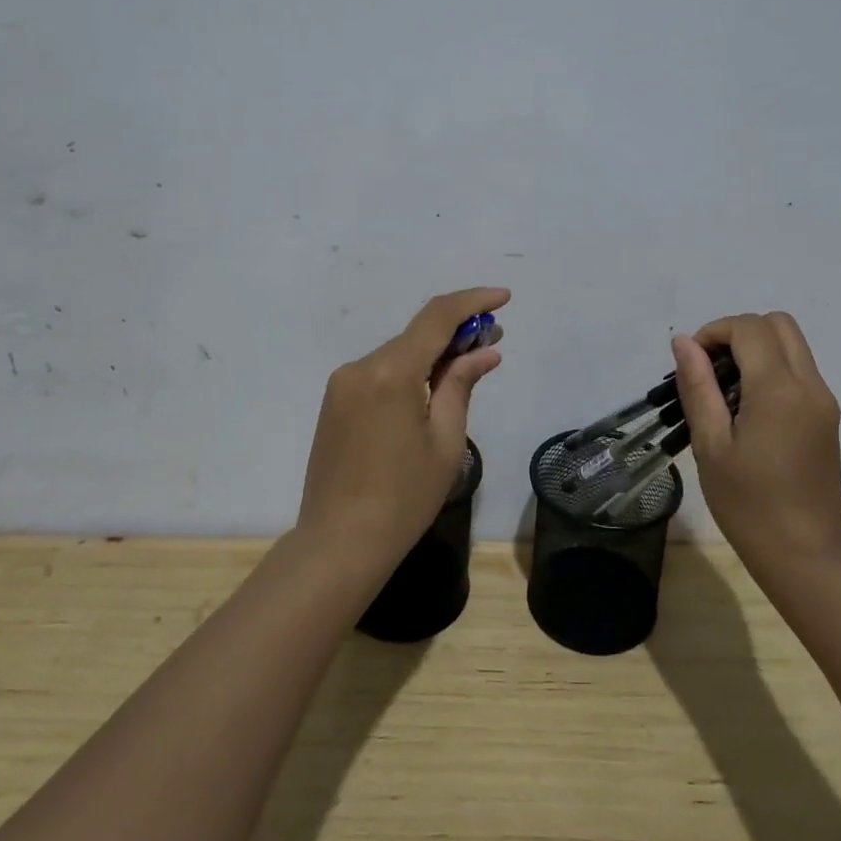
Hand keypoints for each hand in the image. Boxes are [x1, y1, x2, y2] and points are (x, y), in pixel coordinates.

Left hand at [297, 287, 508, 572]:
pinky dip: (411, 369)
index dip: (473, 301)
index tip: (504, 297)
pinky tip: (434, 385)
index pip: (437, 317)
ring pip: (399, 353)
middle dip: (457, 330)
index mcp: (391, 373)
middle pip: (417, 334)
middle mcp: (361, 367)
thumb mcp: (445, 441)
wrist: (338, 543)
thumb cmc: (403, 498)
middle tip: (494, 336)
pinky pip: (381, 372)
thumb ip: (461, 385)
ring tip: (470, 361)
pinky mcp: (336, 401)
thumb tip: (484, 351)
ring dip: (434, 351)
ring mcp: (343, 383)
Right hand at [672, 312, 840, 565]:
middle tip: (710, 368)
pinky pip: (799, 370)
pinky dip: (771, 369)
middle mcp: (810, 386)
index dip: (714, 331)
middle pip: (778, 324)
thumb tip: (684, 342)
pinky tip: (748, 410)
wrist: (805, 557)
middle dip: (738, 332)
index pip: (749, 328)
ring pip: (792, 345)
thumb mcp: (710, 445)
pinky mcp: (827, 418)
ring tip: (726, 391)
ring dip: (756, 349)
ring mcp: (824, 401)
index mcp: (779, 390)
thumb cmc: (748, 505)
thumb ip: (698, 386)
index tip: (691, 362)